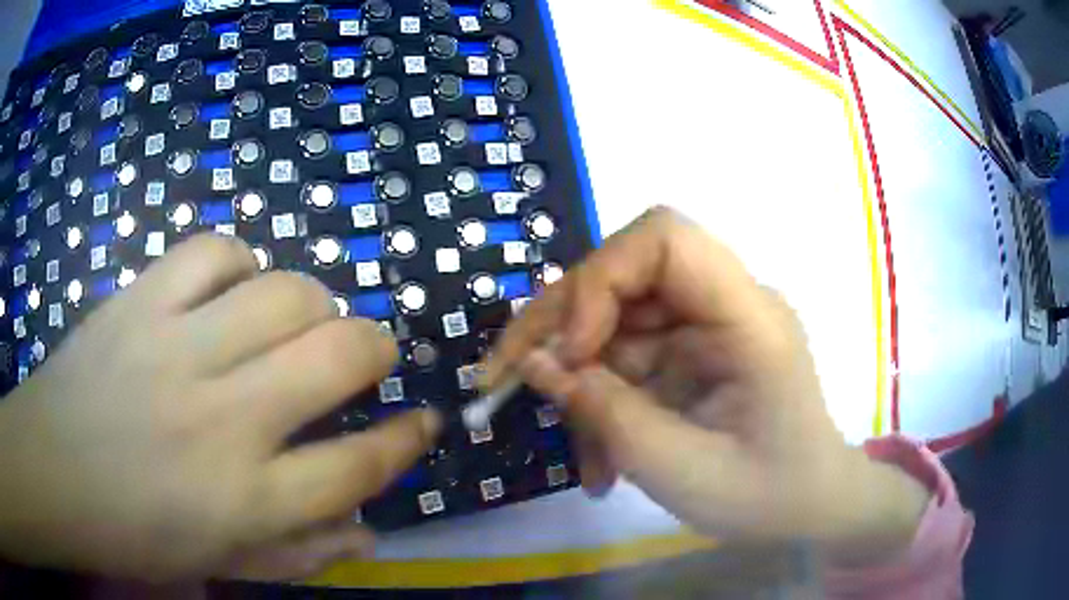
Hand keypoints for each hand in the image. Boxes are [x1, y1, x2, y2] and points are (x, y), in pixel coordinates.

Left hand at [0, 234, 439, 581]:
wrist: (51, 471)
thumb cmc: (134, 533)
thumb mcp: (221, 564)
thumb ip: (300, 552)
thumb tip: (367, 530)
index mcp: (246, 497)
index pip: (358, 465)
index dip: (406, 439)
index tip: (426, 420)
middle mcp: (222, 418)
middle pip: (336, 355)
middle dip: (373, 349)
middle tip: (367, 354)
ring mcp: (176, 347)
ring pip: (283, 291)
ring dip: (310, 302)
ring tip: (295, 320)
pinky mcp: (140, 299)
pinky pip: (212, 252)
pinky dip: (236, 262)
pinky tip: (229, 287)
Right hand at [486, 208, 928, 564]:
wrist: (810, 509)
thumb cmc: (766, 497)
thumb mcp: (680, 469)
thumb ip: (604, 412)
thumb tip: (534, 362)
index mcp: (747, 317)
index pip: (664, 239)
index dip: (601, 279)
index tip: (571, 351)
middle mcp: (725, 304)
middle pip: (623, 274)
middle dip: (559, 326)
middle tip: (508, 381)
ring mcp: (706, 328)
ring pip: (613, 321)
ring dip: (576, 379)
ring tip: (577, 454)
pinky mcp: (690, 354)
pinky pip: (626, 358)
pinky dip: (600, 402)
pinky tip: (600, 459)